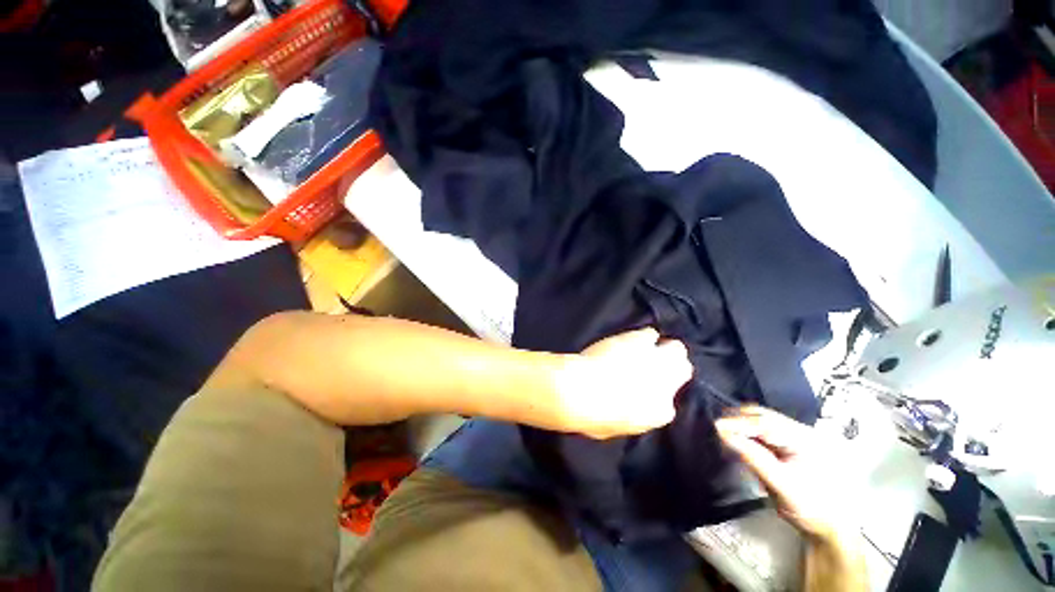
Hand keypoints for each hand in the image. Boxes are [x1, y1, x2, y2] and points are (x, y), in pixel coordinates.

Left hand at [553, 327, 692, 439]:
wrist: (583, 390)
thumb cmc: (592, 416)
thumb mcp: (613, 427)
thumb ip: (628, 417)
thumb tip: (624, 408)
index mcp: (659, 412)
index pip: (667, 404)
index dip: (655, 395)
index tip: (642, 391)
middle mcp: (666, 384)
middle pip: (683, 370)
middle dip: (671, 367)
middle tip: (654, 364)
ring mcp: (656, 360)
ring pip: (675, 349)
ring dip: (661, 349)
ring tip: (643, 349)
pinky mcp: (640, 340)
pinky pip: (650, 333)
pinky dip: (643, 336)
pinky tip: (630, 338)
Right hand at [716, 407, 856, 541]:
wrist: (831, 528)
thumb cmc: (810, 508)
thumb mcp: (781, 485)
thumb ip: (753, 457)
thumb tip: (723, 433)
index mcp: (806, 440)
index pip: (766, 424)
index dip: (739, 423)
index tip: (716, 426)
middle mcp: (803, 432)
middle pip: (764, 416)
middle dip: (739, 419)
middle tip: (717, 428)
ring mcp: (798, 437)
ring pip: (763, 420)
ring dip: (742, 424)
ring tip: (725, 432)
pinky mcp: (792, 444)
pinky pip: (765, 430)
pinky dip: (749, 432)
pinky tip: (739, 439)